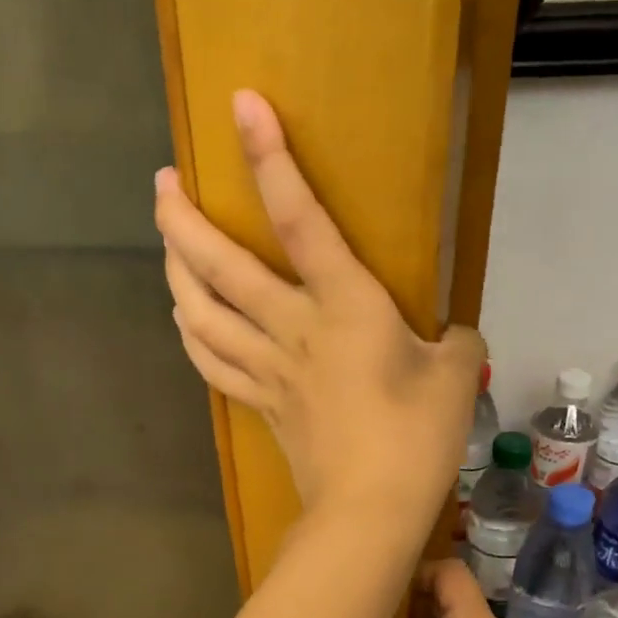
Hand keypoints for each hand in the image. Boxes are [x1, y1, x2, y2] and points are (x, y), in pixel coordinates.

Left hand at [156, 90, 483, 520]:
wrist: (370, 510)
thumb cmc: (417, 438)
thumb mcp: (454, 375)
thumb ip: (452, 342)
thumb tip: (449, 336)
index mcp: (344, 307)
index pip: (300, 218)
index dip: (269, 159)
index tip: (241, 107)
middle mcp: (291, 328)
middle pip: (220, 266)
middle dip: (182, 220)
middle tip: (163, 184)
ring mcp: (267, 368)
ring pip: (201, 314)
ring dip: (175, 274)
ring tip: (165, 244)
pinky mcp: (260, 402)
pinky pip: (213, 362)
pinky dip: (191, 335)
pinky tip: (183, 318)